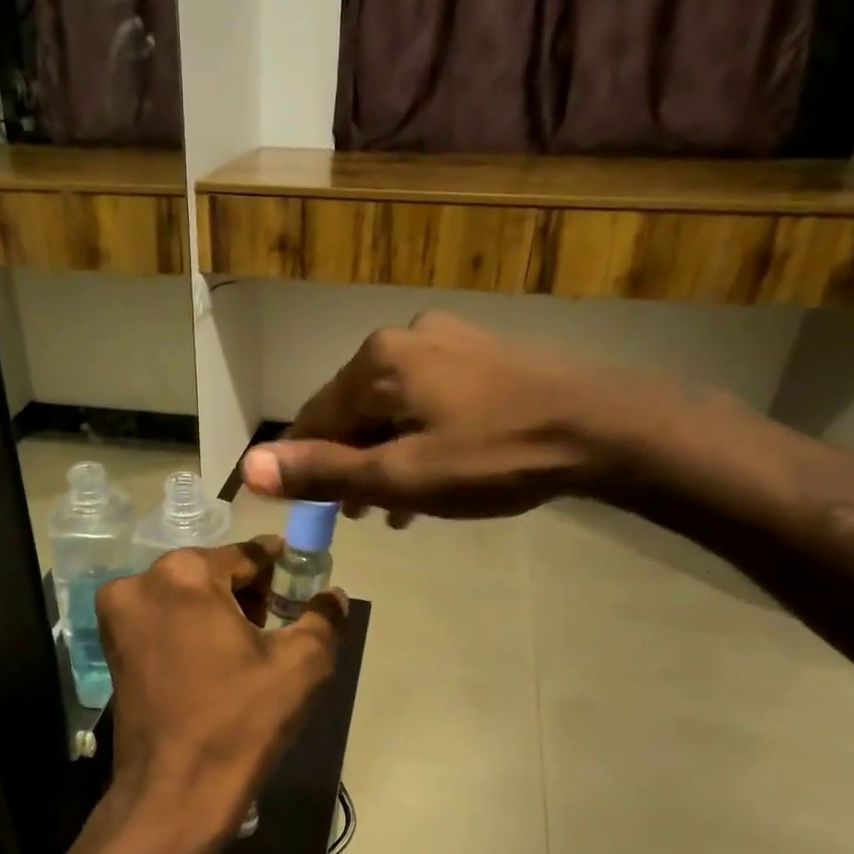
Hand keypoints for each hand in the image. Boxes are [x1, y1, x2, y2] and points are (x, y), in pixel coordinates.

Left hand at [93, 539, 348, 853]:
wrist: (175, 794)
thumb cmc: (240, 722)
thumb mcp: (301, 665)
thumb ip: (324, 618)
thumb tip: (332, 595)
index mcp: (184, 574)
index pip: (246, 555)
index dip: (281, 567)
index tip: (302, 579)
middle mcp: (140, 583)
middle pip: (212, 573)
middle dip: (249, 592)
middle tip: (281, 621)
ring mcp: (119, 617)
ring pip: (185, 597)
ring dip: (220, 611)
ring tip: (253, 646)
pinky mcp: (112, 649)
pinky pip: (164, 622)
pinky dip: (192, 630)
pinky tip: (219, 661)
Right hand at [240, 311, 680, 520]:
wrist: (603, 429)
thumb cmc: (492, 457)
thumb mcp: (400, 477)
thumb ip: (323, 472)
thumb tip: (249, 467)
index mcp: (376, 361)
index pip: (315, 419)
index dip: (308, 469)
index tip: (318, 512)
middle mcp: (405, 338)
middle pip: (355, 411)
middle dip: (354, 464)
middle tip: (365, 516)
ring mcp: (449, 340)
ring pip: (394, 408)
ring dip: (388, 456)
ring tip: (399, 507)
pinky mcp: (483, 353)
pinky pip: (430, 399)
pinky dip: (421, 436)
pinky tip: (436, 473)